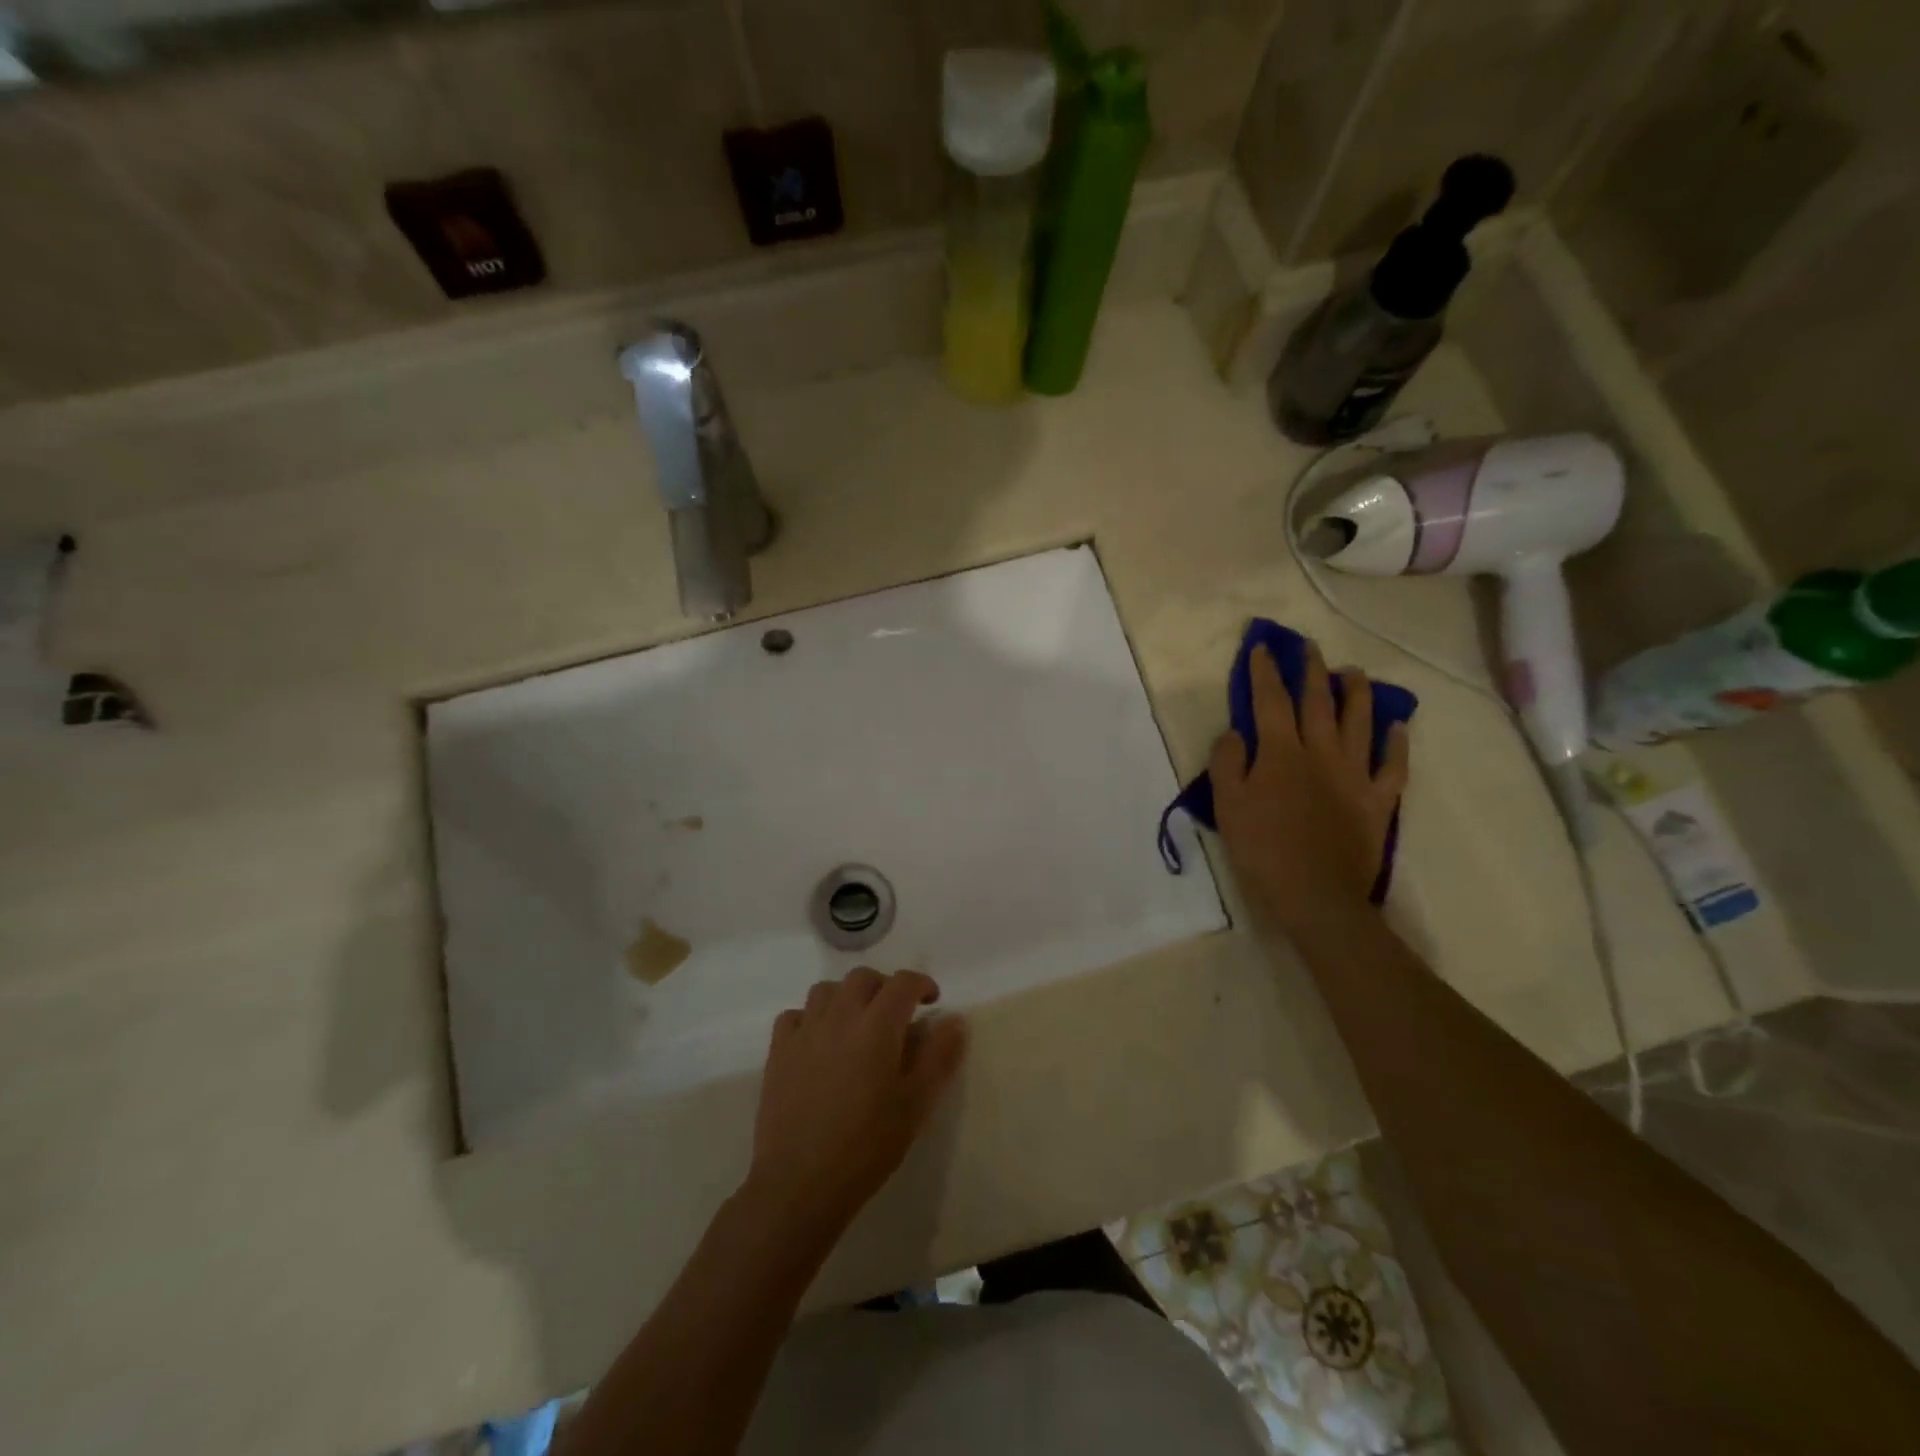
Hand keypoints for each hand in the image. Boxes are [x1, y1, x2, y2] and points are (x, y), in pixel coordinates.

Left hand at [746, 968, 968, 1241]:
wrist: (800, 1183)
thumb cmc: (867, 1146)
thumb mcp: (916, 1105)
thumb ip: (939, 1056)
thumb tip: (955, 1019)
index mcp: (877, 1026)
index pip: (902, 983)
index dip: (921, 984)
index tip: (931, 1001)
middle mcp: (840, 1016)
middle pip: (863, 978)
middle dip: (884, 987)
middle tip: (895, 1014)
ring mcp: (804, 1031)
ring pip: (826, 990)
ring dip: (847, 997)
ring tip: (857, 1025)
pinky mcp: (778, 1051)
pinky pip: (794, 1015)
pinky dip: (811, 1018)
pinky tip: (818, 1042)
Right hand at [1209, 640, 1409, 933]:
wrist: (1317, 895)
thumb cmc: (1263, 850)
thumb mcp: (1228, 806)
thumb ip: (1228, 763)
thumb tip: (1235, 733)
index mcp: (1281, 753)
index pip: (1270, 701)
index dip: (1265, 672)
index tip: (1262, 648)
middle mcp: (1321, 753)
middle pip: (1318, 702)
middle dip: (1312, 670)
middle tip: (1310, 646)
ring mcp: (1355, 775)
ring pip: (1360, 723)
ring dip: (1357, 693)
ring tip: (1353, 673)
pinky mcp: (1377, 801)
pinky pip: (1393, 766)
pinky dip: (1397, 744)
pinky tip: (1398, 727)